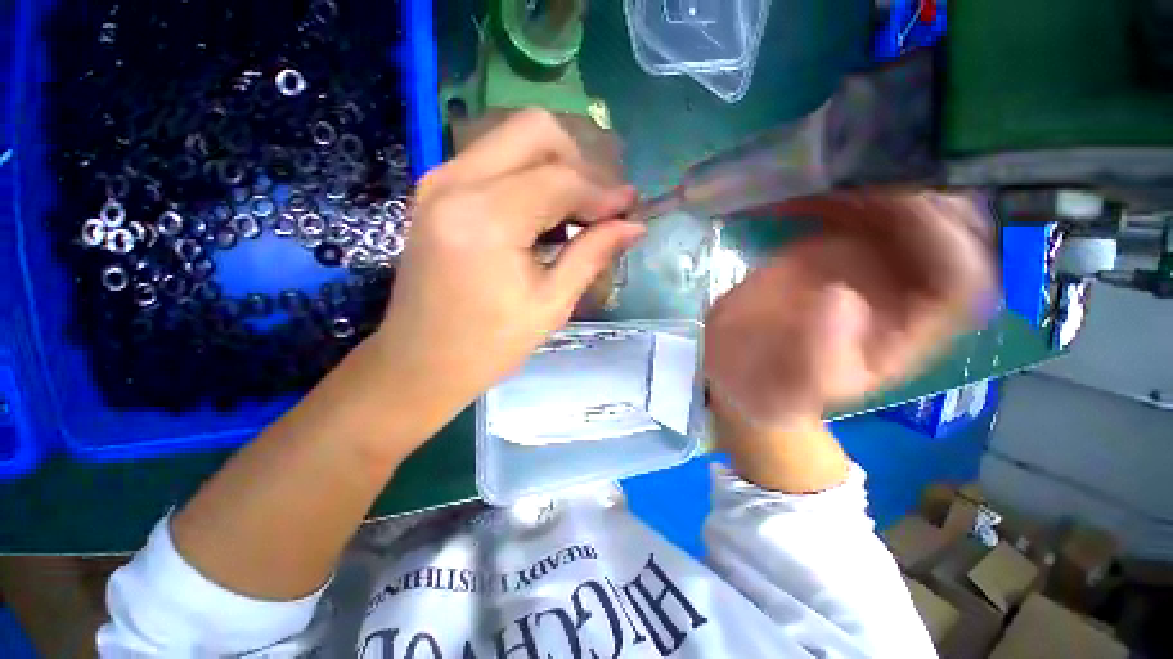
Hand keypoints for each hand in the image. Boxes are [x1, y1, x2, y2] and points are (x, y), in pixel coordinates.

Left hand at [373, 109, 644, 430]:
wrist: (420, 362)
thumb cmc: (489, 345)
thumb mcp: (550, 305)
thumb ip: (592, 255)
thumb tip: (633, 226)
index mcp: (485, 219)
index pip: (560, 179)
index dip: (602, 192)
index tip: (630, 209)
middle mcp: (455, 183)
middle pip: (535, 130)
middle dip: (579, 161)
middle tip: (598, 206)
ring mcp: (438, 181)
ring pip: (512, 137)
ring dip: (554, 165)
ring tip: (576, 210)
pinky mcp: (435, 190)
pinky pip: (493, 158)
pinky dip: (527, 174)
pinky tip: (543, 212)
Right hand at [705, 191, 995, 428]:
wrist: (741, 369)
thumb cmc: (774, 387)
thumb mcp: (794, 386)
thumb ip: (818, 353)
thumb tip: (841, 297)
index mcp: (908, 331)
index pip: (961, 282)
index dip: (949, 242)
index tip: (907, 211)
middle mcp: (899, 290)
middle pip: (944, 232)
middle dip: (920, 196)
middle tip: (872, 173)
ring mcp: (864, 263)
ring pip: (901, 209)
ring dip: (875, 185)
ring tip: (833, 174)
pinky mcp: (828, 249)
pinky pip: (849, 211)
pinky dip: (830, 194)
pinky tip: (803, 189)